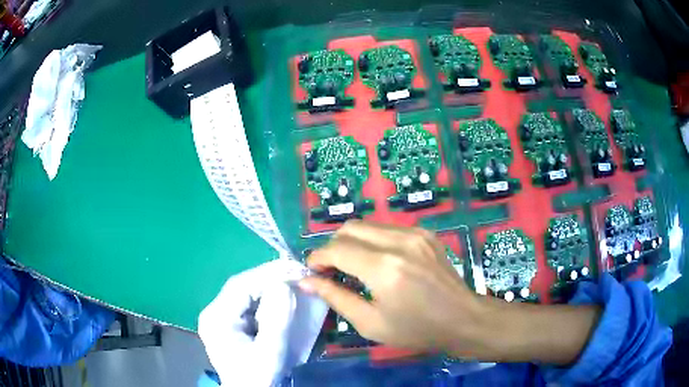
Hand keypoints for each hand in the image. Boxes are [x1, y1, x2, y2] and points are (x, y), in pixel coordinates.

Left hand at [199, 259, 327, 385]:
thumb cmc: (257, 377)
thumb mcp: (270, 351)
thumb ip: (277, 319)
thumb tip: (284, 285)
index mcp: (217, 318)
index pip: (240, 286)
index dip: (266, 274)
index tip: (292, 268)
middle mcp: (214, 312)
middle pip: (242, 287)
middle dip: (269, 279)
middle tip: (296, 273)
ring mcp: (221, 318)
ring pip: (246, 294)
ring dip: (268, 287)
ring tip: (292, 282)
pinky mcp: (231, 324)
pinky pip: (249, 305)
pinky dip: (266, 299)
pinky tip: (281, 299)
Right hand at [299, 220, 484, 354]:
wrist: (462, 319)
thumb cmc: (416, 329)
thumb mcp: (370, 323)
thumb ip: (335, 297)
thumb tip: (306, 281)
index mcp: (384, 268)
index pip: (336, 249)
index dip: (317, 258)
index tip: (312, 272)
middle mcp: (399, 242)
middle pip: (349, 228)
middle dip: (332, 247)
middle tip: (332, 271)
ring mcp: (415, 233)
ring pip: (368, 225)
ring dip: (352, 242)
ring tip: (353, 267)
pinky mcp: (425, 233)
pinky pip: (387, 229)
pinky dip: (373, 241)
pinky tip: (378, 262)